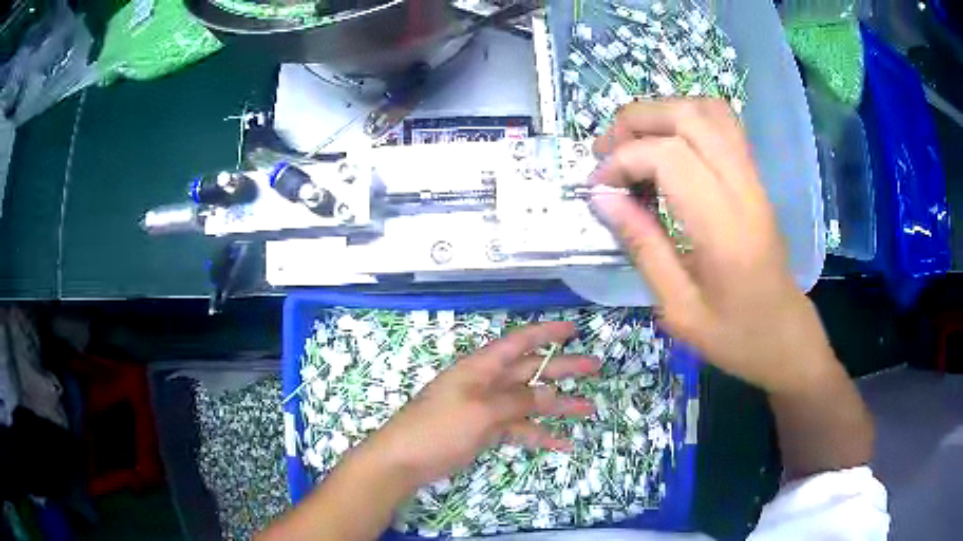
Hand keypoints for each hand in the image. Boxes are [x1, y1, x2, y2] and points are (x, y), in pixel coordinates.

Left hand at [363, 321, 597, 488]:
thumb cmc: (438, 428)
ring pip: (529, 402)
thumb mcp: (481, 411)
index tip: (573, 329)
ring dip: (558, 406)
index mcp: (481, 368)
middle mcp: (487, 383)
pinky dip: (539, 435)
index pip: (519, 342)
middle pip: (531, 371)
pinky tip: (562, 444)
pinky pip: (519, 429)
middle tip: (595, 366)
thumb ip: (518, 402)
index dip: (547, 333)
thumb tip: (551, 394)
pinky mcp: (486, 430)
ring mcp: (487, 408)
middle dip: (563, 369)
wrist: (405, 460)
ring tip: (588, 409)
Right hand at [590, 99, 836, 393]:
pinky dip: (687, 119)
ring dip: (662, 113)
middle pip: (687, 117)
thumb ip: (642, 247)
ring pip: (707, 110)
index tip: (598, 187)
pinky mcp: (756, 179)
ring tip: (634, 142)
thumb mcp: (679, 309)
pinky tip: (668, 146)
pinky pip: (723, 125)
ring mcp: (754, 179)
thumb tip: (602, 198)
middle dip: (636, 122)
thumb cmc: (735, 336)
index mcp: (724, 228)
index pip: (668, 157)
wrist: (786, 337)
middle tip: (606, 152)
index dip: (623, 160)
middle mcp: (743, 189)